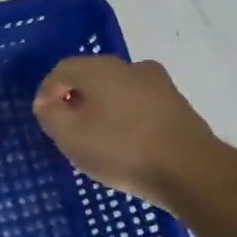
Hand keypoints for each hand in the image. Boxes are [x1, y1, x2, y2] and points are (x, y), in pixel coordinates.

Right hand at [33, 56, 220, 207]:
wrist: (191, 171)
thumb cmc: (122, 150)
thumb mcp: (70, 137)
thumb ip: (50, 115)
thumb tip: (47, 102)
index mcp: (101, 68)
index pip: (62, 70)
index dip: (47, 93)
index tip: (45, 119)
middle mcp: (130, 66)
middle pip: (90, 77)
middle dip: (74, 100)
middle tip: (67, 130)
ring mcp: (158, 83)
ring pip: (116, 90)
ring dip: (101, 109)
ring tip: (97, 140)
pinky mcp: (177, 104)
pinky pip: (138, 104)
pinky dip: (125, 117)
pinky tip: (125, 143)